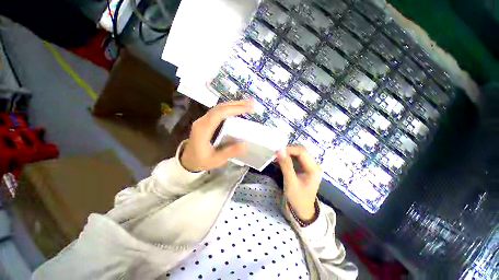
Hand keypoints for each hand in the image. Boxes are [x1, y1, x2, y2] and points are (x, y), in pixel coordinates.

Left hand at [180, 100, 253, 171]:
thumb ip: (229, 152)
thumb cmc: (201, 161)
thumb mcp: (216, 160)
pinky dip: (230, 109)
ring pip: (219, 108)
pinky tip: (238, 110)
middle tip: (252, 103)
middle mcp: (202, 121)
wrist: (188, 160)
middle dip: (237, 104)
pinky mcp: (206, 122)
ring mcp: (203, 120)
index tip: (248, 109)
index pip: (219, 114)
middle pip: (220, 107)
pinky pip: (219, 112)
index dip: (234, 109)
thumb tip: (245, 144)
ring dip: (234, 105)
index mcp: (203, 130)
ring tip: (248, 105)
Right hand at [276, 146, 321, 220]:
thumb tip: (279, 150)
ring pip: (298, 154)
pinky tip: (280, 160)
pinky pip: (296, 159)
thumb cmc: (297, 198)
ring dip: (287, 154)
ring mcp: (309, 167)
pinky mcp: (304, 169)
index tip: (277, 151)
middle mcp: (314, 165)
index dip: (290, 149)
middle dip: (288, 151)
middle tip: (276, 154)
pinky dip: (288, 158)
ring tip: (277, 157)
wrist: (302, 211)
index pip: (302, 152)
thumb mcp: (290, 182)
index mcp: (314, 169)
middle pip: (301, 151)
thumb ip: (286, 165)